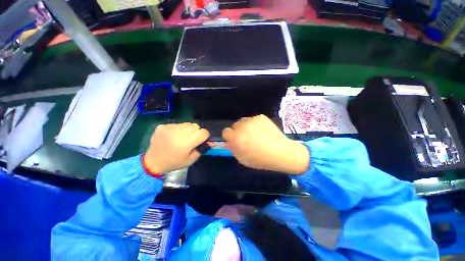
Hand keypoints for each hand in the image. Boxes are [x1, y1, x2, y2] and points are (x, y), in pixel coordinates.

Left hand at [144, 123, 209, 173]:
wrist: (153, 162)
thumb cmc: (174, 163)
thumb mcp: (191, 160)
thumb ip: (202, 149)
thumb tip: (210, 142)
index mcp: (187, 142)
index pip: (203, 132)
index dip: (205, 136)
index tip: (201, 141)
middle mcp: (179, 133)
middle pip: (196, 126)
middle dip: (197, 132)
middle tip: (191, 140)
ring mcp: (170, 128)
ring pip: (187, 123)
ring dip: (188, 130)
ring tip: (181, 138)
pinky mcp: (163, 126)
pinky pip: (177, 124)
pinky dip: (178, 129)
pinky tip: (173, 137)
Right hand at [222, 115, 308, 174]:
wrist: (281, 152)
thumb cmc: (260, 160)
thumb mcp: (242, 159)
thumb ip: (232, 149)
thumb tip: (227, 142)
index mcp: (236, 137)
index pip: (225, 132)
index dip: (230, 137)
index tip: (235, 141)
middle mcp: (242, 126)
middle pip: (234, 125)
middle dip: (238, 131)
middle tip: (246, 138)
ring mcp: (252, 120)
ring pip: (243, 121)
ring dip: (245, 127)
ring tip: (255, 134)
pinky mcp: (260, 117)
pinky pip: (253, 119)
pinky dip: (255, 124)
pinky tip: (263, 131)